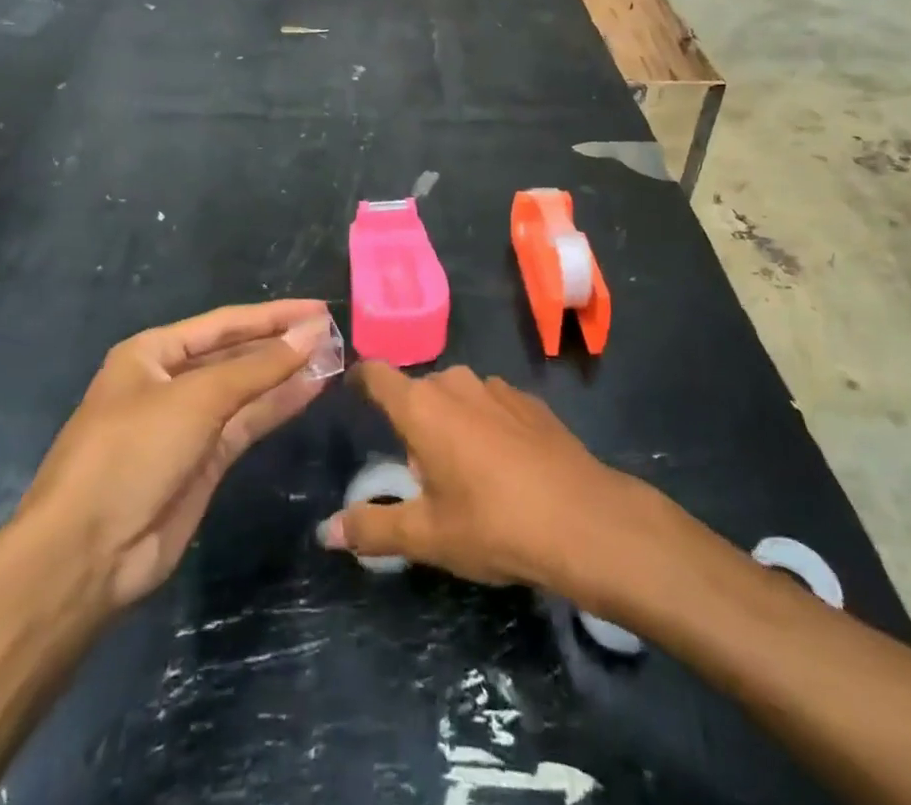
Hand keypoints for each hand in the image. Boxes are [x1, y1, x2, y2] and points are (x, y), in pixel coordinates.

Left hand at [21, 300, 332, 613]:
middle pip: (236, 354)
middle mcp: (170, 382)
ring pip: (246, 390)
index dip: (273, 315)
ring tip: (334, 357)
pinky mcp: (204, 463)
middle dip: (281, 343)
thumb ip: (259, 367)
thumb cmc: (131, 453)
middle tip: (334, 334)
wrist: (86, 556)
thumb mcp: (196, 399)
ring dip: (286, 374)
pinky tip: (312, 389)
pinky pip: (247, 424)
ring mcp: (188, 424)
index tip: (319, 309)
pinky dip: (278, 406)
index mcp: (153, 353)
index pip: (224, 323)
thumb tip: (312, 332)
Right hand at [319, 363, 659, 605]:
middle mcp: (455, 383)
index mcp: (421, 406)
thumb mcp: (426, 536)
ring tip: (465, 472)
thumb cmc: (493, 524)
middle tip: (419, 472)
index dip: (361, 378)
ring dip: (451, 422)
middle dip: (412, 422)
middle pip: (419, 392)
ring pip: (458, 397)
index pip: (377, 374)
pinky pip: (492, 405)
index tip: (352, 391)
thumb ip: (373, 528)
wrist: (584, 520)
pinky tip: (505, 466)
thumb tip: (327, 531)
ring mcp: (497, 387)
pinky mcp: (530, 400)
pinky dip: (486, 425)